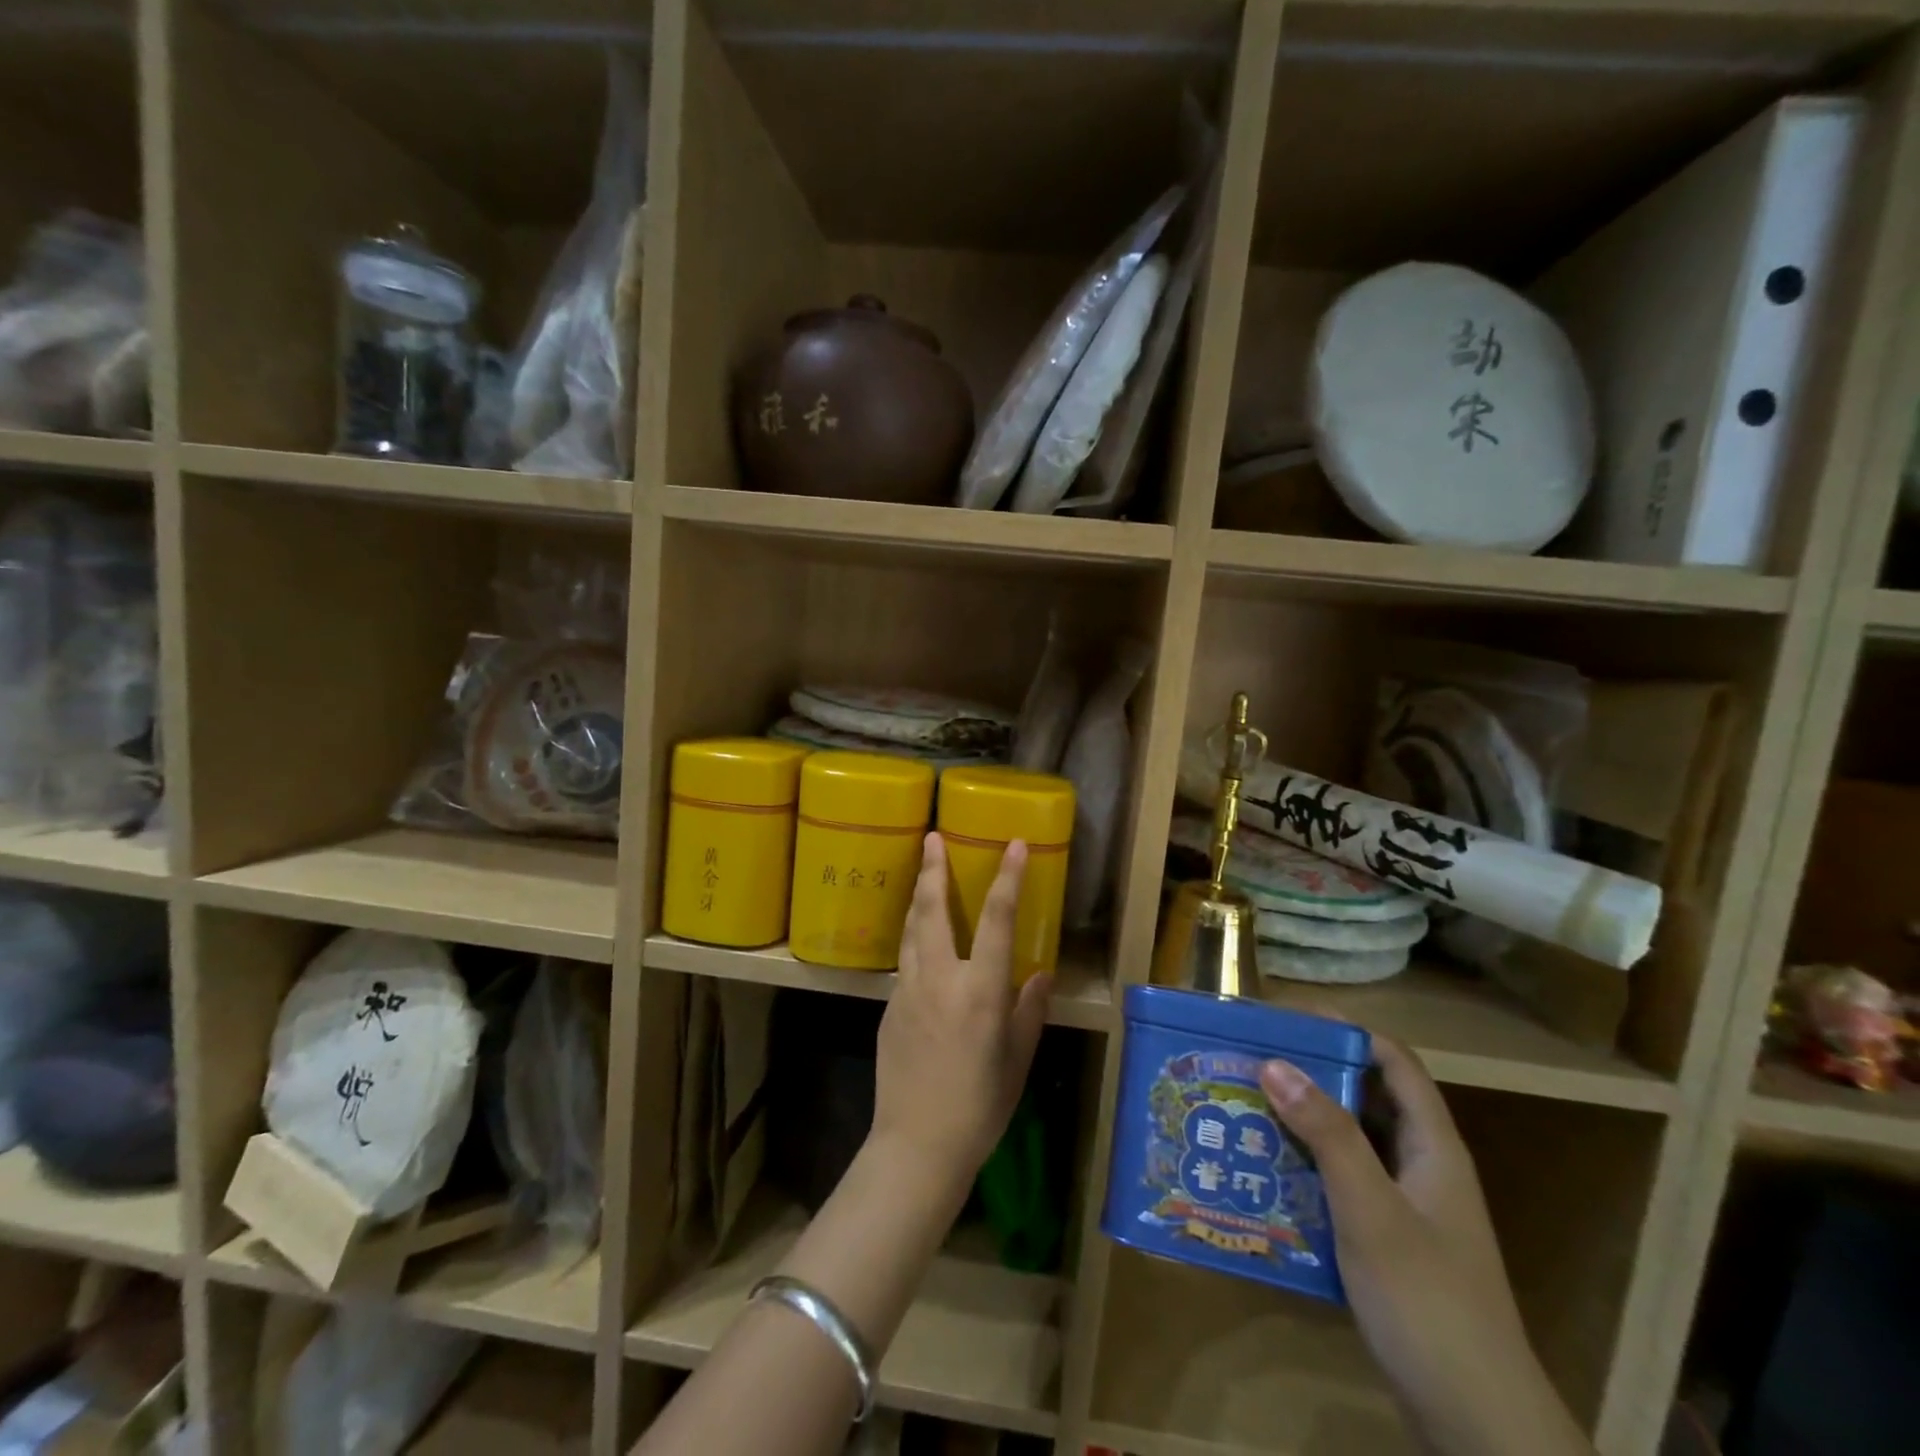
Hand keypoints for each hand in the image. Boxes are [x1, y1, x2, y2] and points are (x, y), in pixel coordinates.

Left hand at [869, 833, 1051, 1200]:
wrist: (916, 1146)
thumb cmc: (980, 1107)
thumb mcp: (1018, 1060)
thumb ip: (1029, 1011)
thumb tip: (1039, 975)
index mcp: (980, 991)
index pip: (997, 920)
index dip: (1008, 878)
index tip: (1015, 844)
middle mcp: (940, 979)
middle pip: (932, 909)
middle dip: (933, 868)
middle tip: (932, 836)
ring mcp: (908, 990)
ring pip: (910, 929)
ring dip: (917, 896)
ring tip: (923, 871)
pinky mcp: (889, 1007)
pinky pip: (905, 960)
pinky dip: (914, 936)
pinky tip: (920, 940)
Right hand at [1261, 1036, 1593, 1455]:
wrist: (1478, 1427)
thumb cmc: (1428, 1304)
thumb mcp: (1371, 1212)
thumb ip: (1327, 1135)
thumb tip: (1275, 1062)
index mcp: (1432, 1147)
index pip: (1394, 1061)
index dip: (1346, 1031)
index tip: (1287, 1020)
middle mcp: (1421, 1167)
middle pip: (1367, 1097)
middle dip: (1312, 1074)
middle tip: (1251, 1062)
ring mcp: (1406, 1207)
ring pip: (1350, 1143)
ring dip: (1303, 1123)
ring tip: (1245, 1109)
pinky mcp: (1388, 1243)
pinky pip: (1341, 1183)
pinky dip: (1306, 1168)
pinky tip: (1265, 1173)